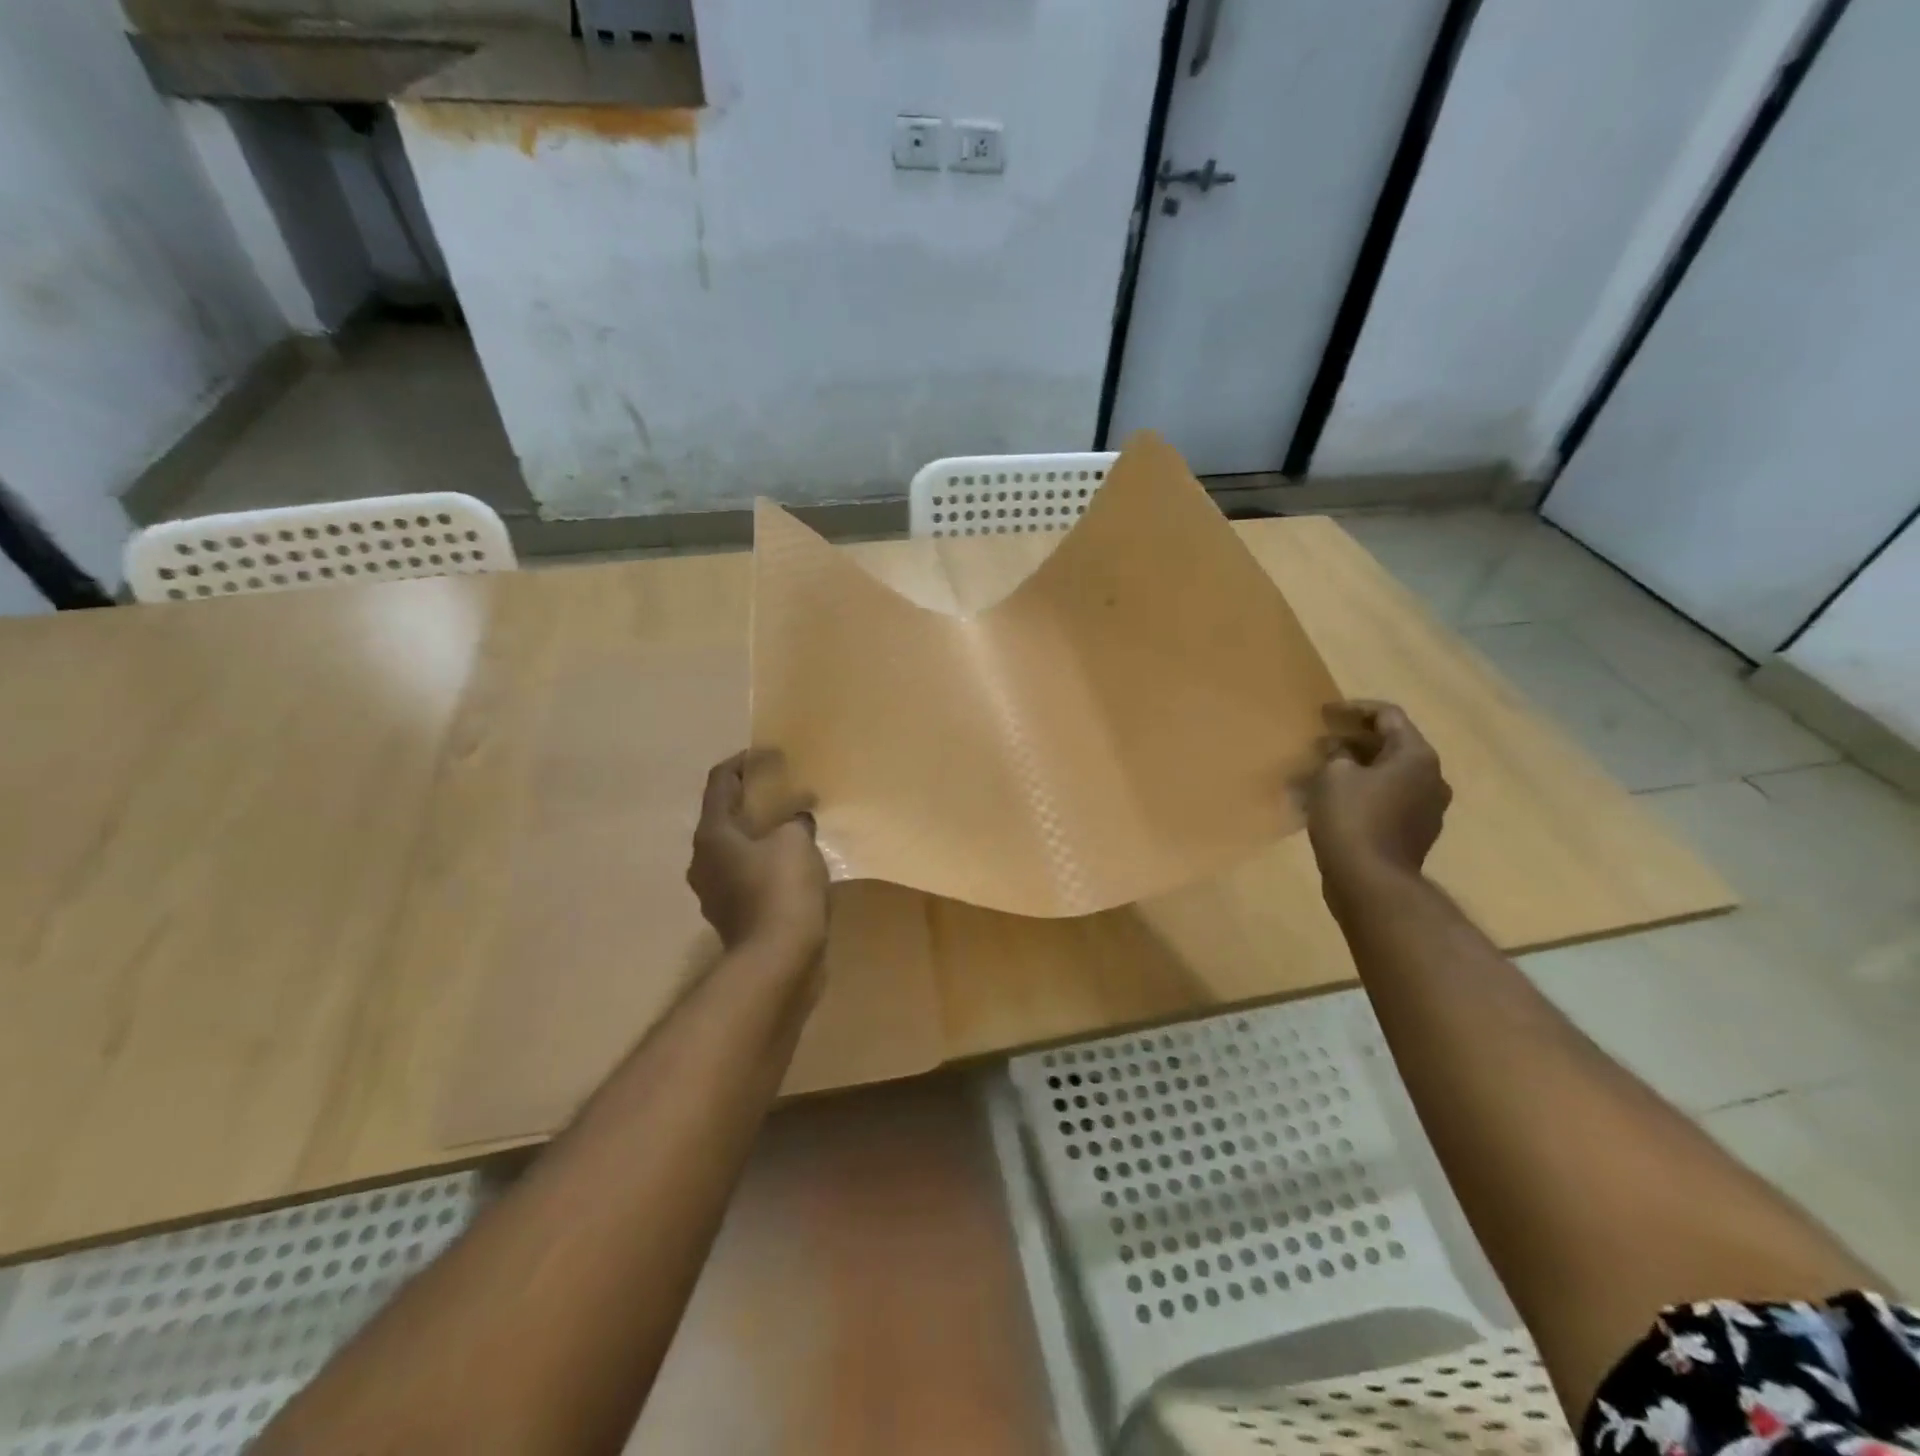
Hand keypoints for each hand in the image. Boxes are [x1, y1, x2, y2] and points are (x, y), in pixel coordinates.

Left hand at [687, 752, 828, 960]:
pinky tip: (794, 862)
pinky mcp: (732, 914)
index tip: (770, 753)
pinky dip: (766, 860)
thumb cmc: (782, 889)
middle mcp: (703, 859)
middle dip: (754, 799)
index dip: (743, 761)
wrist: (778, 960)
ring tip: (794, 824)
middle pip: (725, 815)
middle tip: (785, 789)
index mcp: (712, 834)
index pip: (720, 782)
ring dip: (761, 832)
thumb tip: (797, 818)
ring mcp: (714, 890)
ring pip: (737, 847)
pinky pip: (748, 874)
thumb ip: (794, 819)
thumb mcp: (795, 840)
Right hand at [1302, 701, 1450, 897]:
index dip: (1354, 709)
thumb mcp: (1334, 775)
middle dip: (1351, 742)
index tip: (1324, 713)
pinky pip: (1385, 801)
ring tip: (1317, 773)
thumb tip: (1341, 752)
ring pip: (1385, 776)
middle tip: (1318, 743)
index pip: (1388, 716)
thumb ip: (1337, 754)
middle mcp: (1430, 778)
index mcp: (1416, 756)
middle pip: (1390, 746)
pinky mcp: (1412, 833)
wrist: (1370, 881)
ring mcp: (1425, 808)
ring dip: (1353, 770)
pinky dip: (1359, 794)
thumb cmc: (1352, 818)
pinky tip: (1329, 802)